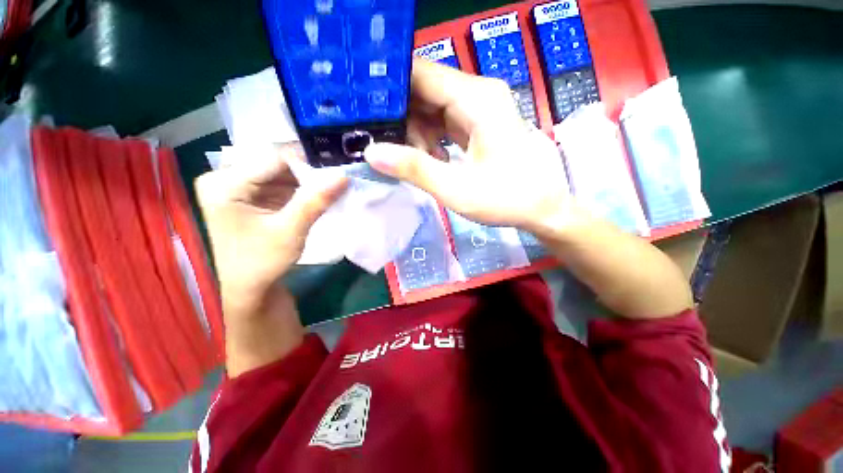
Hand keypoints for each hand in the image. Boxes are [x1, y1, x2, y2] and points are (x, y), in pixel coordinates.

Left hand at [195, 144, 347, 375]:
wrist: (250, 289)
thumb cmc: (263, 262)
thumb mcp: (291, 230)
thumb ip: (316, 201)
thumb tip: (344, 176)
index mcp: (224, 184)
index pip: (273, 160)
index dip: (308, 163)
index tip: (337, 170)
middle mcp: (226, 178)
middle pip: (277, 164)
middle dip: (309, 171)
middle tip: (338, 178)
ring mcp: (239, 187)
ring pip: (282, 173)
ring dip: (308, 180)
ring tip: (333, 186)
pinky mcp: (252, 196)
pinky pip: (281, 184)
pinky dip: (302, 188)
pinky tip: (319, 194)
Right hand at [364, 59, 580, 235]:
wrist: (546, 208)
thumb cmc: (507, 199)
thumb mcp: (456, 189)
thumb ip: (415, 169)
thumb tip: (372, 152)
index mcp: (476, 99)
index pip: (421, 74)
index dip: (390, 89)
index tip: (366, 112)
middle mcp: (478, 95)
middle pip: (425, 91)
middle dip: (402, 118)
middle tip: (388, 147)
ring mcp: (480, 109)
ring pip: (433, 108)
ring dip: (417, 133)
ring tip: (416, 162)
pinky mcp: (480, 124)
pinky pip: (445, 122)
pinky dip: (432, 139)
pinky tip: (433, 160)